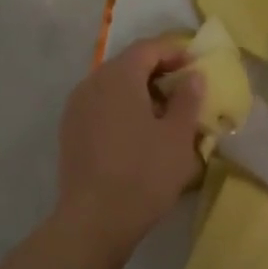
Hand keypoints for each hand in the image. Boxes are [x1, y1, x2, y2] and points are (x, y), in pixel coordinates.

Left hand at [55, 37, 204, 252]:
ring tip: (165, 115)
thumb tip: (193, 76)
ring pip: (112, 87)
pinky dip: (122, 109)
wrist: (94, 220)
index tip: (197, 66)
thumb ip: (188, 99)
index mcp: (118, 76)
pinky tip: (139, 134)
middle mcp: (92, 83)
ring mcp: (76, 108)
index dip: (175, 52)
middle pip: (128, 64)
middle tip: (185, 91)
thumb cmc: (144, 173)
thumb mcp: (178, 136)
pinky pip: (101, 107)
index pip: (148, 48)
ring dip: (139, 92)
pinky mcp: (70, 132)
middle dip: (158, 72)